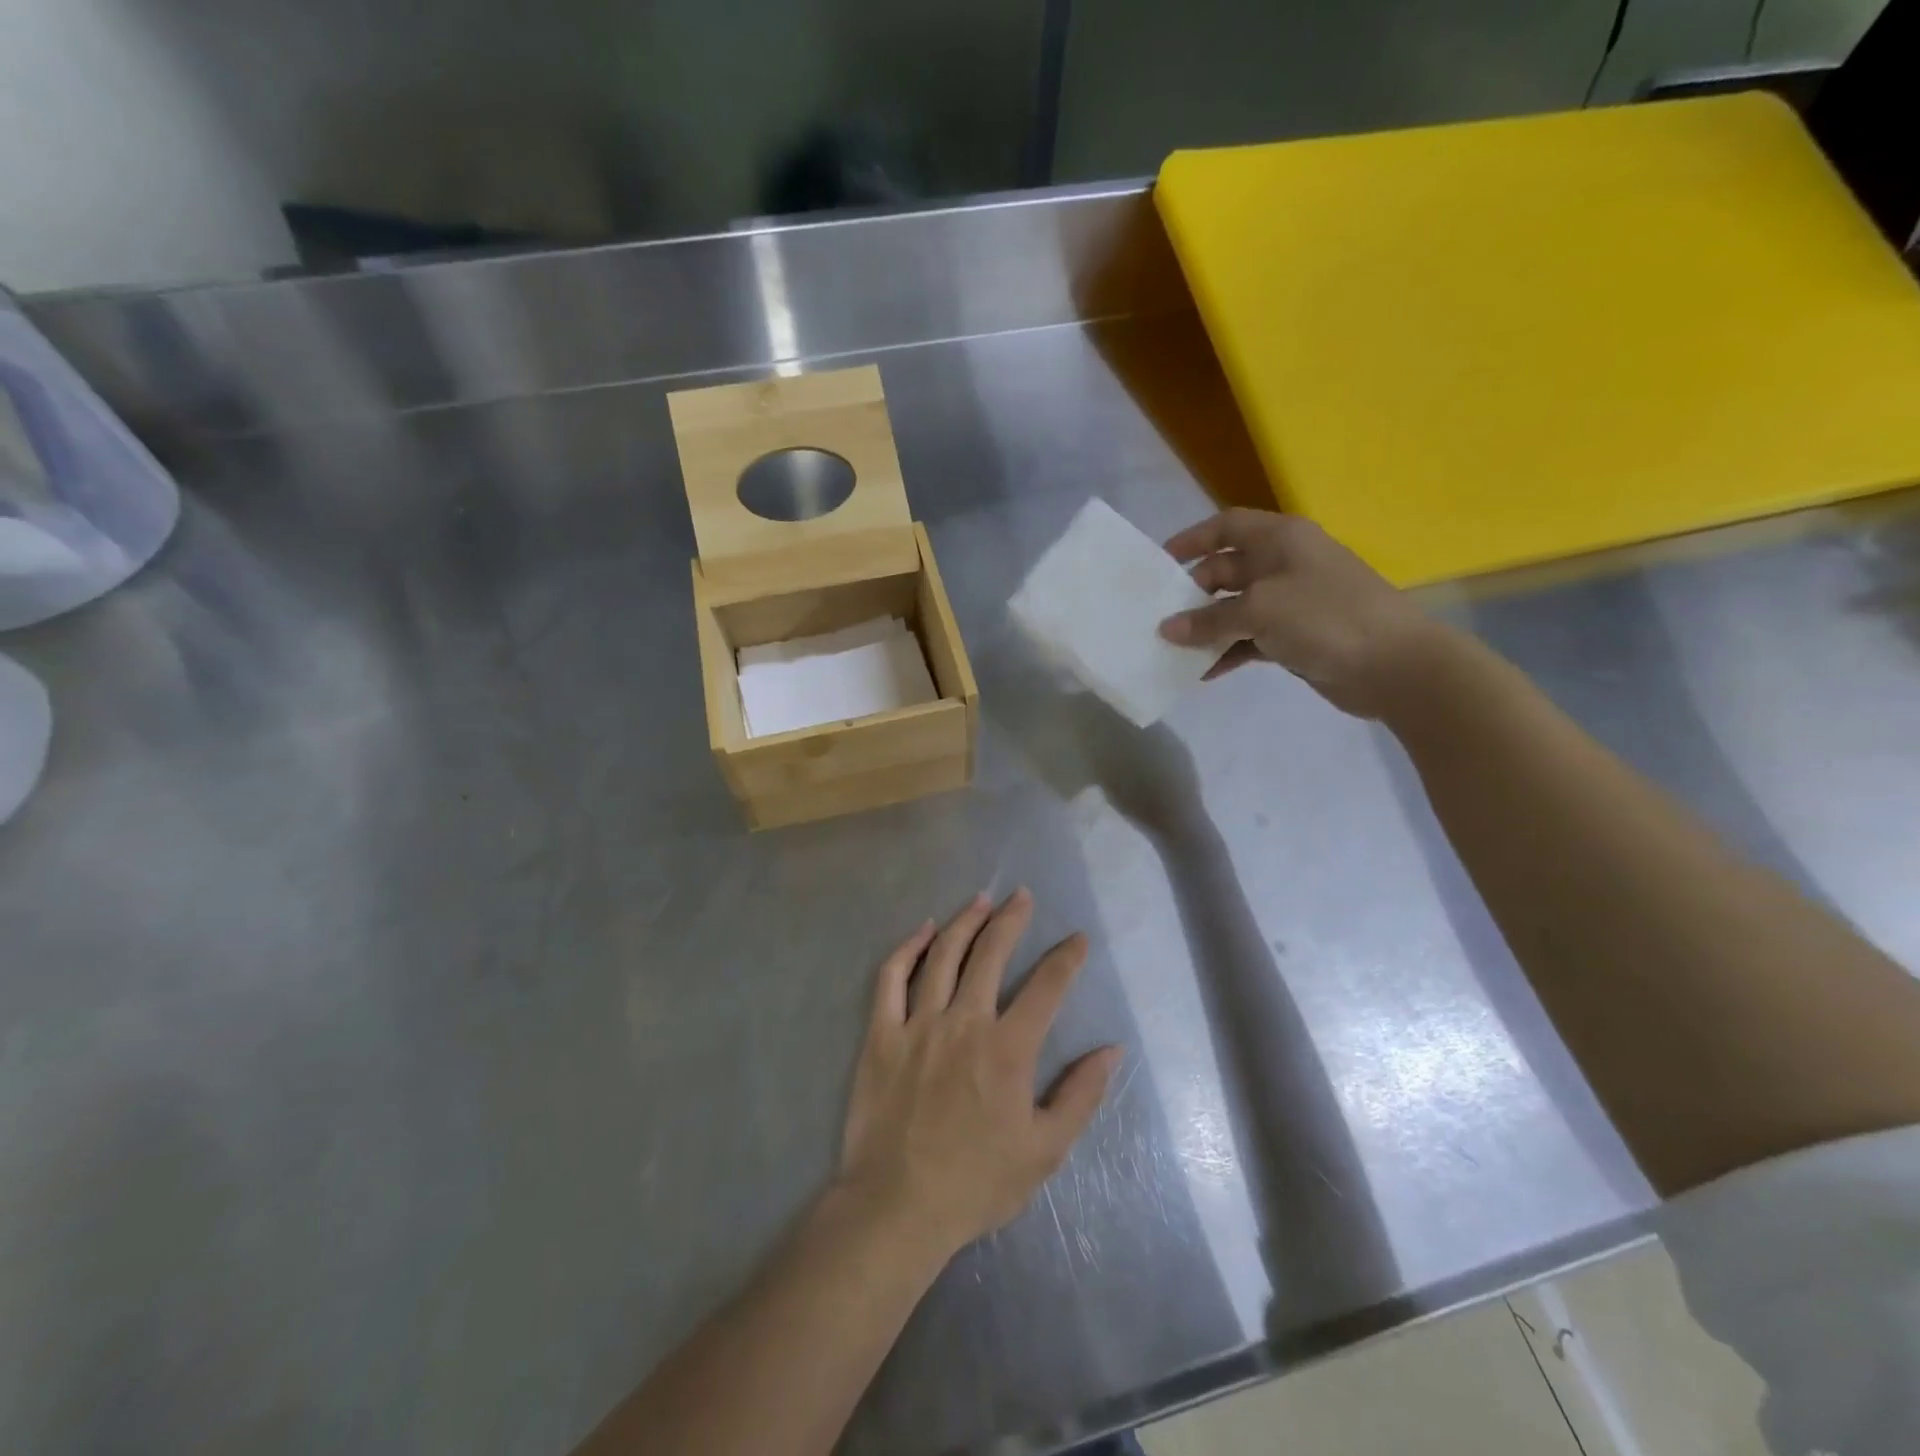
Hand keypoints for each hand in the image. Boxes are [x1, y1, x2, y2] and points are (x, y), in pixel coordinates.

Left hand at [836, 890, 1120, 1260]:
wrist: (897, 1206)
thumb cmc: (977, 1182)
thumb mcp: (1045, 1150)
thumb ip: (1080, 1095)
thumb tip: (1111, 1049)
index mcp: (1008, 1049)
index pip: (1046, 987)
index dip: (1066, 958)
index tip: (1078, 939)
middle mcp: (965, 1022)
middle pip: (991, 954)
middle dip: (1012, 919)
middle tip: (1022, 896)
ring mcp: (919, 1023)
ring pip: (944, 955)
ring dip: (966, 922)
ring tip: (981, 900)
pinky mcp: (882, 1033)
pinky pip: (892, 977)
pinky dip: (909, 948)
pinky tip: (924, 930)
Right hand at [1156, 508, 1436, 718]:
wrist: (1394, 665)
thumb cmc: (1325, 617)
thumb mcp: (1260, 611)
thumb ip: (1209, 619)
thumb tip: (1166, 629)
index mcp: (1281, 540)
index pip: (1227, 526)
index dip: (1192, 539)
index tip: (1160, 563)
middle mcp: (1284, 564)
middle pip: (1226, 570)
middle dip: (1193, 592)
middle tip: (1160, 616)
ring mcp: (1291, 602)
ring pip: (1235, 608)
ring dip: (1206, 627)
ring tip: (1173, 648)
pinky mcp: (1295, 636)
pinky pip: (1250, 639)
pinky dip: (1228, 651)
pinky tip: (1204, 671)